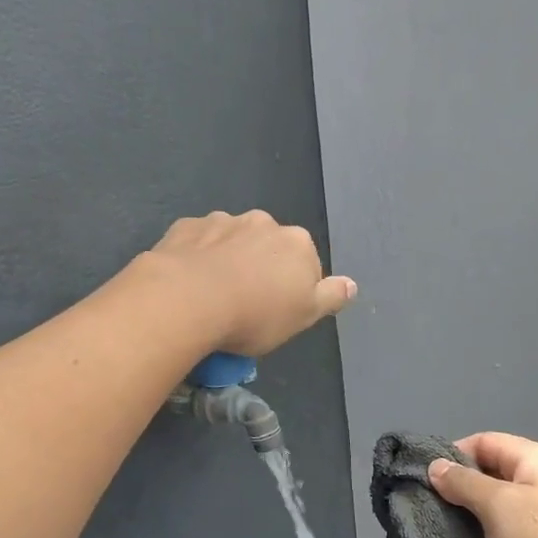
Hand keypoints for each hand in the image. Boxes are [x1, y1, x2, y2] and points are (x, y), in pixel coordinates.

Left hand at [147, 210, 356, 355]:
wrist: (188, 299)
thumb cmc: (255, 315)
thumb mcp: (303, 316)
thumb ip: (330, 297)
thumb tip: (352, 284)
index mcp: (297, 243)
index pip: (306, 265)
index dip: (292, 291)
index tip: (276, 313)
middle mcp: (263, 223)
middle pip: (268, 248)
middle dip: (260, 269)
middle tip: (245, 305)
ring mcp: (222, 221)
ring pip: (232, 242)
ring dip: (228, 260)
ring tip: (213, 295)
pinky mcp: (186, 227)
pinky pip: (198, 243)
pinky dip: (197, 257)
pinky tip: (189, 283)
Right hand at [428, 433, 537, 537]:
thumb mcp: (500, 507)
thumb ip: (464, 484)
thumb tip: (436, 466)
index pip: (484, 442)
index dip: (451, 456)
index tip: (422, 484)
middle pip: (491, 473)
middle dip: (458, 490)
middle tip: (426, 514)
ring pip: (499, 507)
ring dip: (472, 519)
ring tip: (442, 536)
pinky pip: (511, 534)